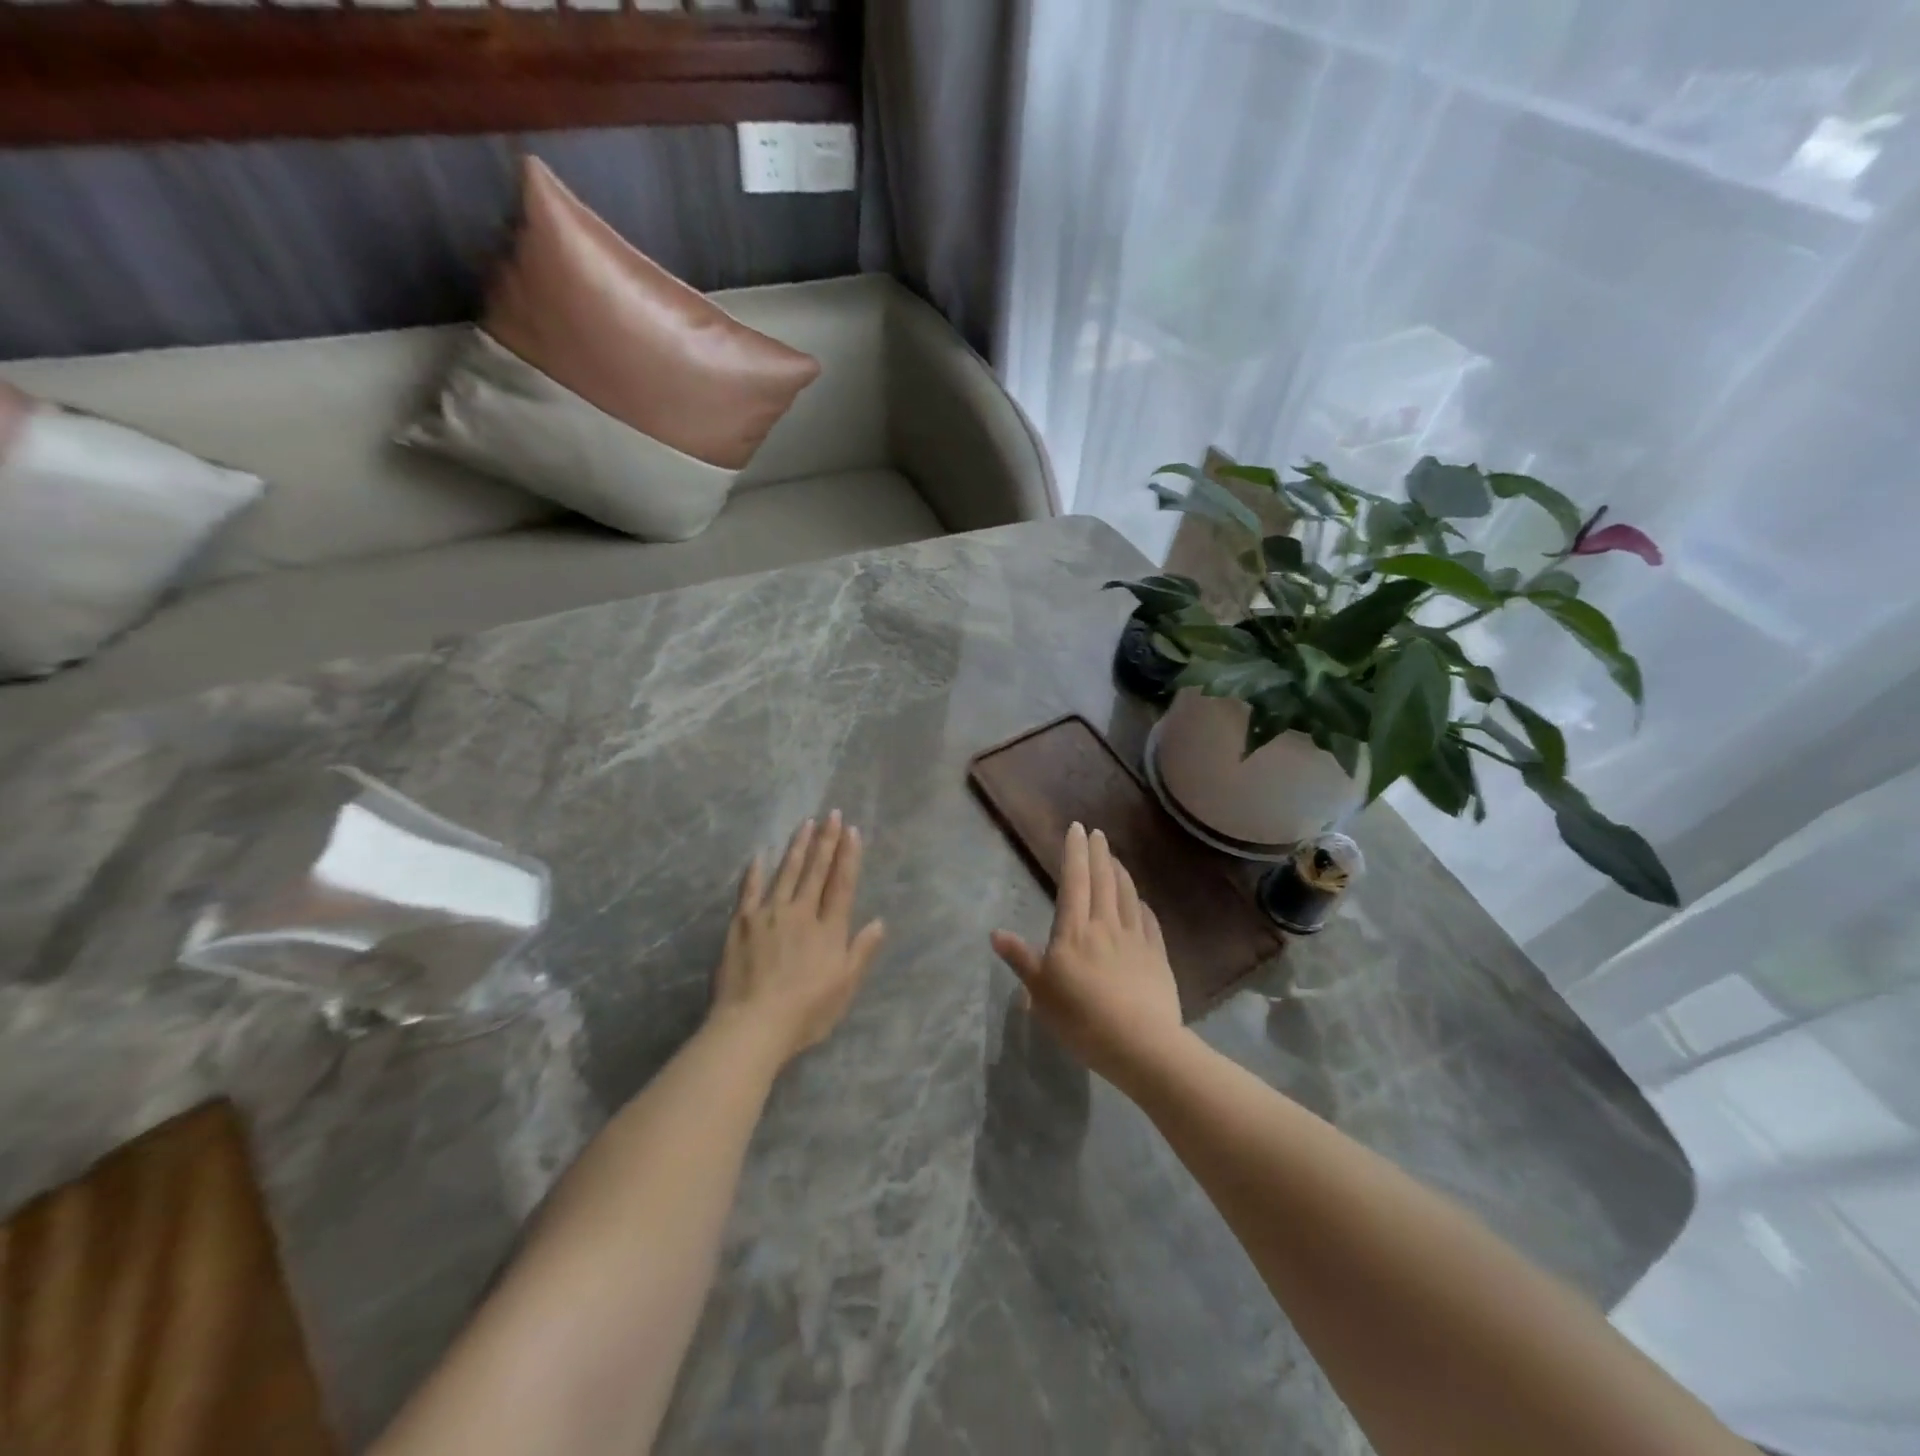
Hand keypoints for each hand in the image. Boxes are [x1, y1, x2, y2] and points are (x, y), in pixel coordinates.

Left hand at [709, 811, 886, 1068]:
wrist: (753, 1025)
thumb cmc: (806, 1012)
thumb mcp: (845, 986)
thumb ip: (862, 951)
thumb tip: (879, 921)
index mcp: (828, 929)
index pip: (841, 884)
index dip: (848, 856)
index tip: (852, 831)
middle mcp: (801, 912)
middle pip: (816, 871)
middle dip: (826, 841)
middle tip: (832, 814)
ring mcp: (769, 914)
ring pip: (787, 872)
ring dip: (798, 847)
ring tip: (806, 823)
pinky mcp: (741, 923)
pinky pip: (750, 890)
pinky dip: (755, 872)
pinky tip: (759, 855)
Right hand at [991, 822, 1183, 1083]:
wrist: (1141, 1044)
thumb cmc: (1081, 1018)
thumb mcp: (1041, 993)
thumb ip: (1021, 960)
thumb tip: (995, 933)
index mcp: (1074, 931)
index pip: (1074, 881)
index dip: (1075, 853)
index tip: (1077, 828)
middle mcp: (1105, 926)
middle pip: (1103, 881)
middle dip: (1098, 853)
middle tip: (1097, 833)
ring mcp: (1135, 939)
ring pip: (1127, 896)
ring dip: (1120, 873)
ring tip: (1115, 858)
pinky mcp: (1157, 957)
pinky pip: (1149, 922)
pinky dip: (1142, 905)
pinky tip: (1141, 901)